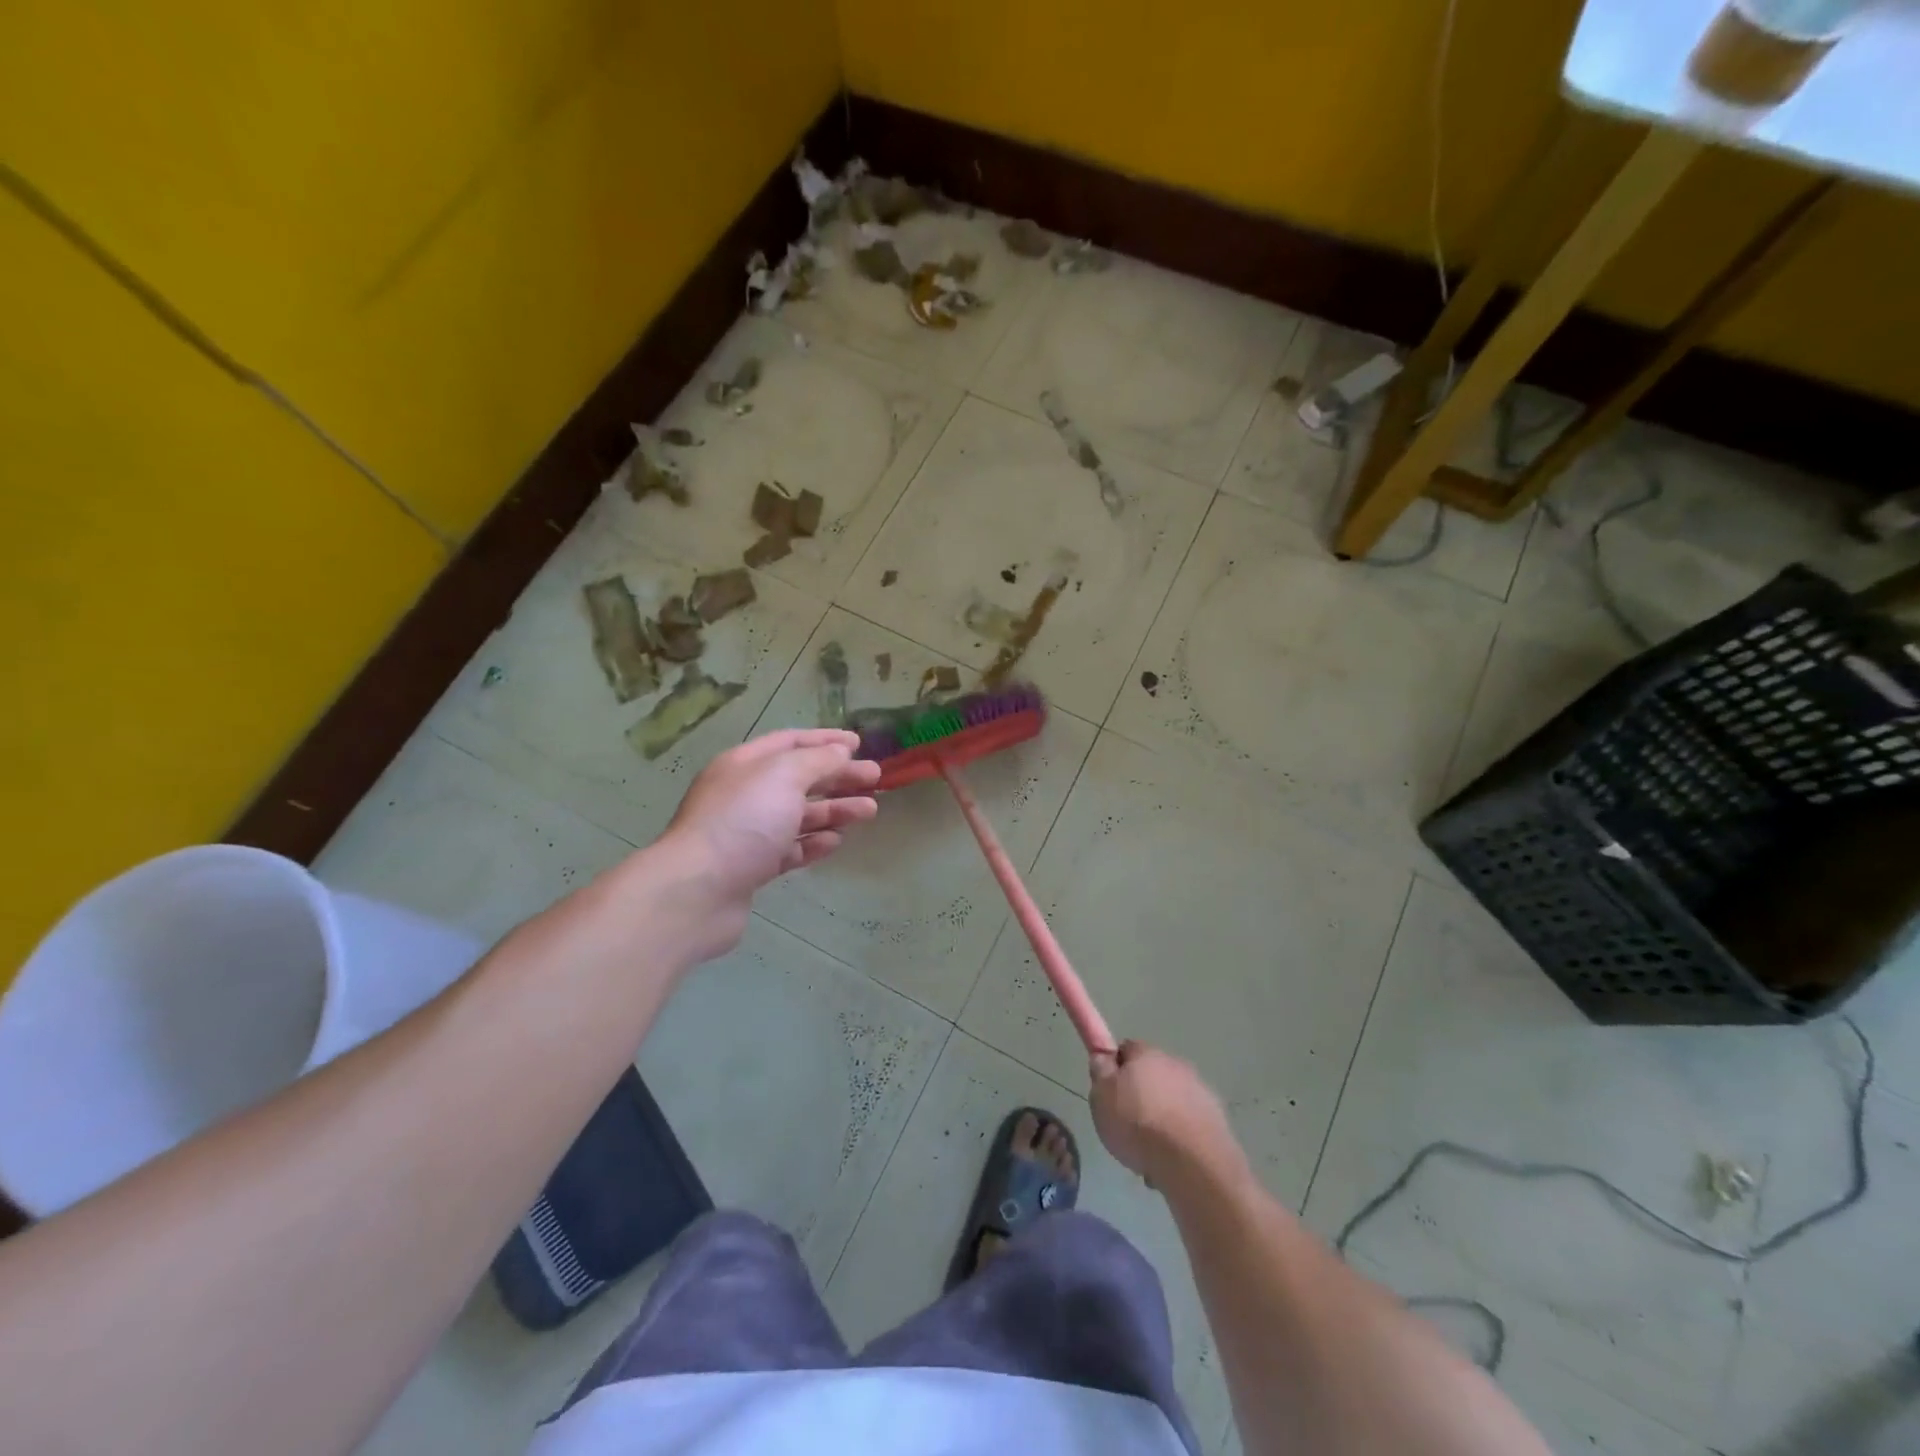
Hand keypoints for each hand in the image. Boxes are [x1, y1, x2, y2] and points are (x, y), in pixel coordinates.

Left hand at [658, 729, 880, 957]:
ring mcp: (747, 833)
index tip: (859, 744)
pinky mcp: (751, 868)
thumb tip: (840, 752)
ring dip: (834, 810)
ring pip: (798, 816)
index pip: (790, 742)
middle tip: (875, 779)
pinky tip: (835, 841)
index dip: (826, 741)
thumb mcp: (784, 776)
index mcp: (745, 764)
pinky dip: (814, 843)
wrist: (697, 891)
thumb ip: (818, 761)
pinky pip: (790, 849)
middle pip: (799, 779)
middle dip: (838, 777)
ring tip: (869, 811)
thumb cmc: (743, 821)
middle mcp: (744, 794)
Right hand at [1089, 1040, 1240, 1186]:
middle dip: (1141, 1096)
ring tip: (1150, 1151)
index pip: (1126, 1049)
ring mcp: (1200, 1091)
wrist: (1193, 1163)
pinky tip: (1172, 1161)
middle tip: (1128, 1125)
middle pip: (1152, 1076)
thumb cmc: (1138, 1125)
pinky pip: (1190, 1123)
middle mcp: (1176, 1064)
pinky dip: (1181, 1137)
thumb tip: (1103, 1057)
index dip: (1116, 1070)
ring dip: (1163, 1117)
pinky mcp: (1217, 1119)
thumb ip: (1100, 1073)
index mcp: (1146, 1054)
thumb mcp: (1102, 1097)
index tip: (1110, 1094)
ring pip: (1173, 1101)